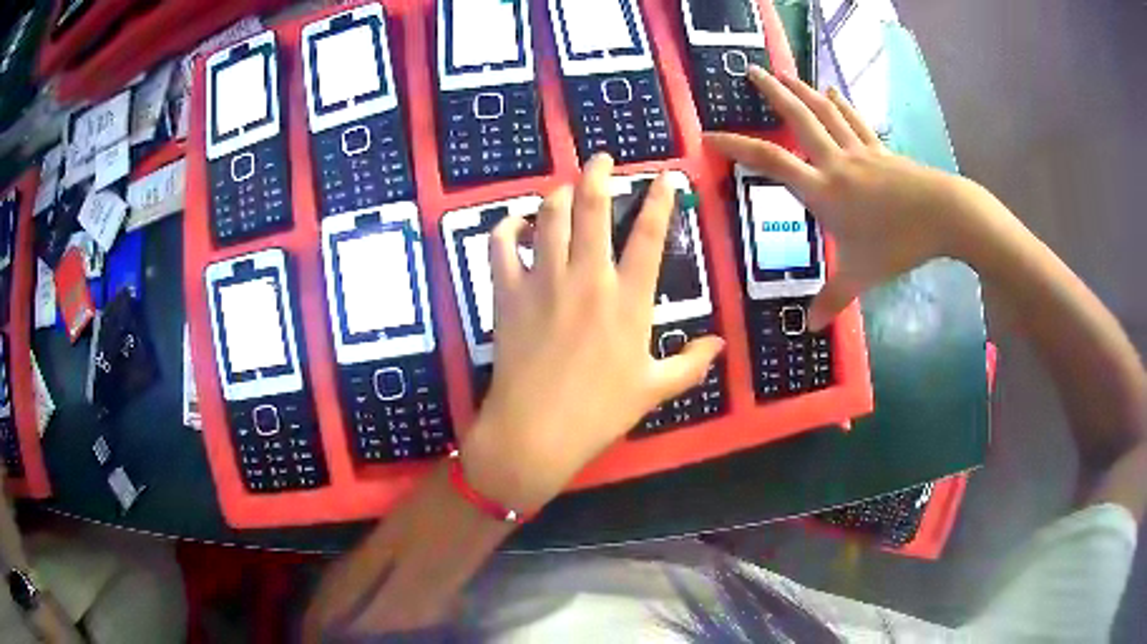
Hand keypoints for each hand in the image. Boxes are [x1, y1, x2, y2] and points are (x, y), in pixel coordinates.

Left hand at [460, 154, 724, 510]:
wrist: (536, 431)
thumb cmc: (600, 412)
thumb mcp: (655, 389)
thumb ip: (691, 363)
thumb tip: (719, 344)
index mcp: (628, 299)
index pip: (649, 236)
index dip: (660, 199)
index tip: (665, 176)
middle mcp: (587, 278)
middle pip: (593, 207)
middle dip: (599, 173)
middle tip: (602, 158)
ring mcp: (543, 281)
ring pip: (550, 216)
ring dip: (558, 193)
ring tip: (566, 187)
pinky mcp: (508, 292)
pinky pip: (501, 245)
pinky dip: (506, 227)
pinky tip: (515, 223)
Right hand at [708, 67, 1021, 329]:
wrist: (942, 215)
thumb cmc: (897, 244)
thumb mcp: (860, 276)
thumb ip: (833, 299)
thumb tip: (811, 328)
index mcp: (823, 191)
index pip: (771, 162)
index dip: (737, 147)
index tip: (710, 135)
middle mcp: (835, 163)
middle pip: (799, 119)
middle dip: (772, 93)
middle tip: (753, 70)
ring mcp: (860, 152)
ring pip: (825, 112)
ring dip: (802, 90)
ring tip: (784, 73)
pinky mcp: (880, 150)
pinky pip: (854, 121)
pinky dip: (840, 103)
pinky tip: (831, 91)